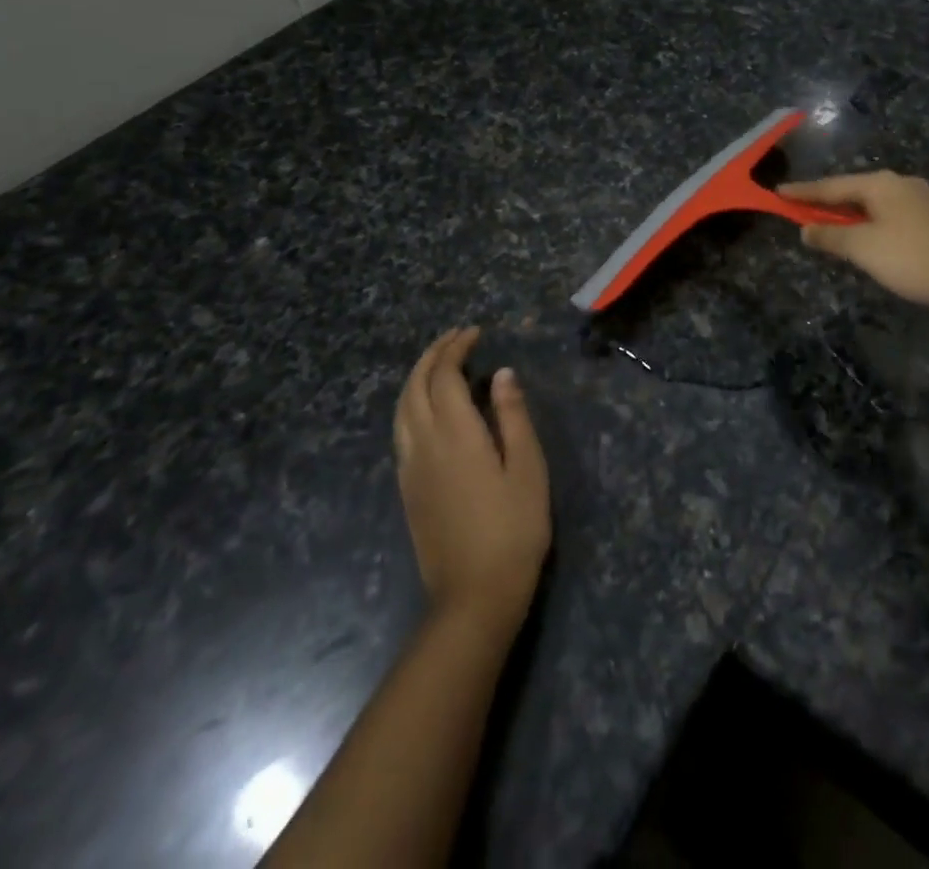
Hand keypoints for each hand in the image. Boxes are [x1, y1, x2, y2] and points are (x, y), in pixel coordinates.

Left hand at [393, 327, 550, 636]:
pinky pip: (400, 430)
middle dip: (432, 355)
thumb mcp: (527, 468)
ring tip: (440, 364)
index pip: (444, 375)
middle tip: (456, 338)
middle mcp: (423, 443)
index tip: (474, 332)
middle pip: (415, 386)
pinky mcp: (406, 489)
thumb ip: (513, 416)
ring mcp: (410, 468)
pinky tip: (429, 408)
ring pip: (401, 408)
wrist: (473, 596)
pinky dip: (411, 403)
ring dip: (417, 377)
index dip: (456, 348)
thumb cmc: (513, 529)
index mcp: (455, 434)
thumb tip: (502, 373)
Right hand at [778, 171, 928, 320]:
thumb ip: (830, 237)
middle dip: (831, 203)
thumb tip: (806, 229)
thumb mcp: (863, 249)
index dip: (803, 192)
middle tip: (807, 212)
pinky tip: (882, 241)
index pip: (832, 186)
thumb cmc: (913, 260)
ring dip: (857, 216)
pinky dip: (881, 225)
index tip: (778, 193)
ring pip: (881, 205)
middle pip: (857, 192)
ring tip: (841, 230)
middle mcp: (906, 184)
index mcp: (882, 185)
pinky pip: (901, 217)